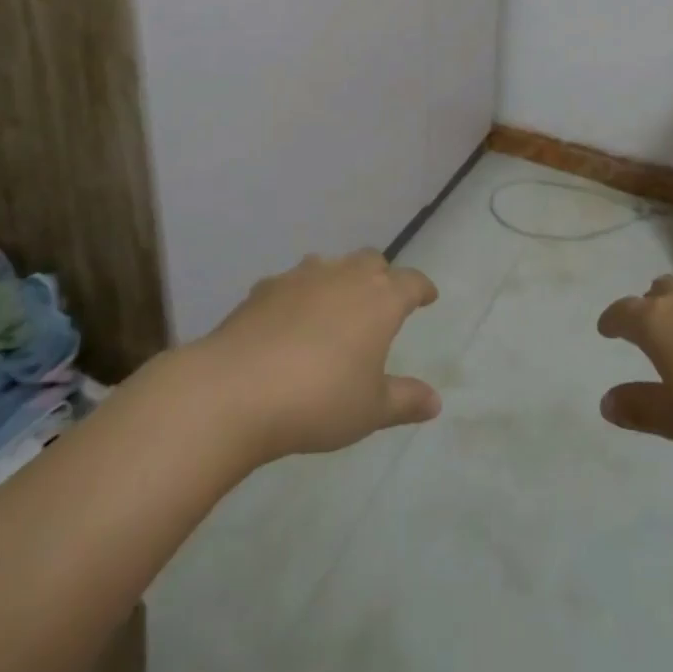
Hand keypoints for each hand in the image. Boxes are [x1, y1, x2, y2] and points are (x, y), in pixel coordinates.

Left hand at [199, 251, 441, 463]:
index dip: (422, 288)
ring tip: (335, 307)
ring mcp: (302, 276)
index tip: (428, 296)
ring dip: (339, 280)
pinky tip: (288, 321)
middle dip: (382, 276)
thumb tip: (435, 401)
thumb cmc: (319, 400)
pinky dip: (299, 296)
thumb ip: (405, 400)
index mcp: (380, 299)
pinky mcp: (265, 287)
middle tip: (382, 300)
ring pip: (331, 265)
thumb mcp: (370, 410)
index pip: (412, 281)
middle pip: (372, 261)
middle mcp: (345, 276)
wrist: (237, 389)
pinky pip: (292, 284)